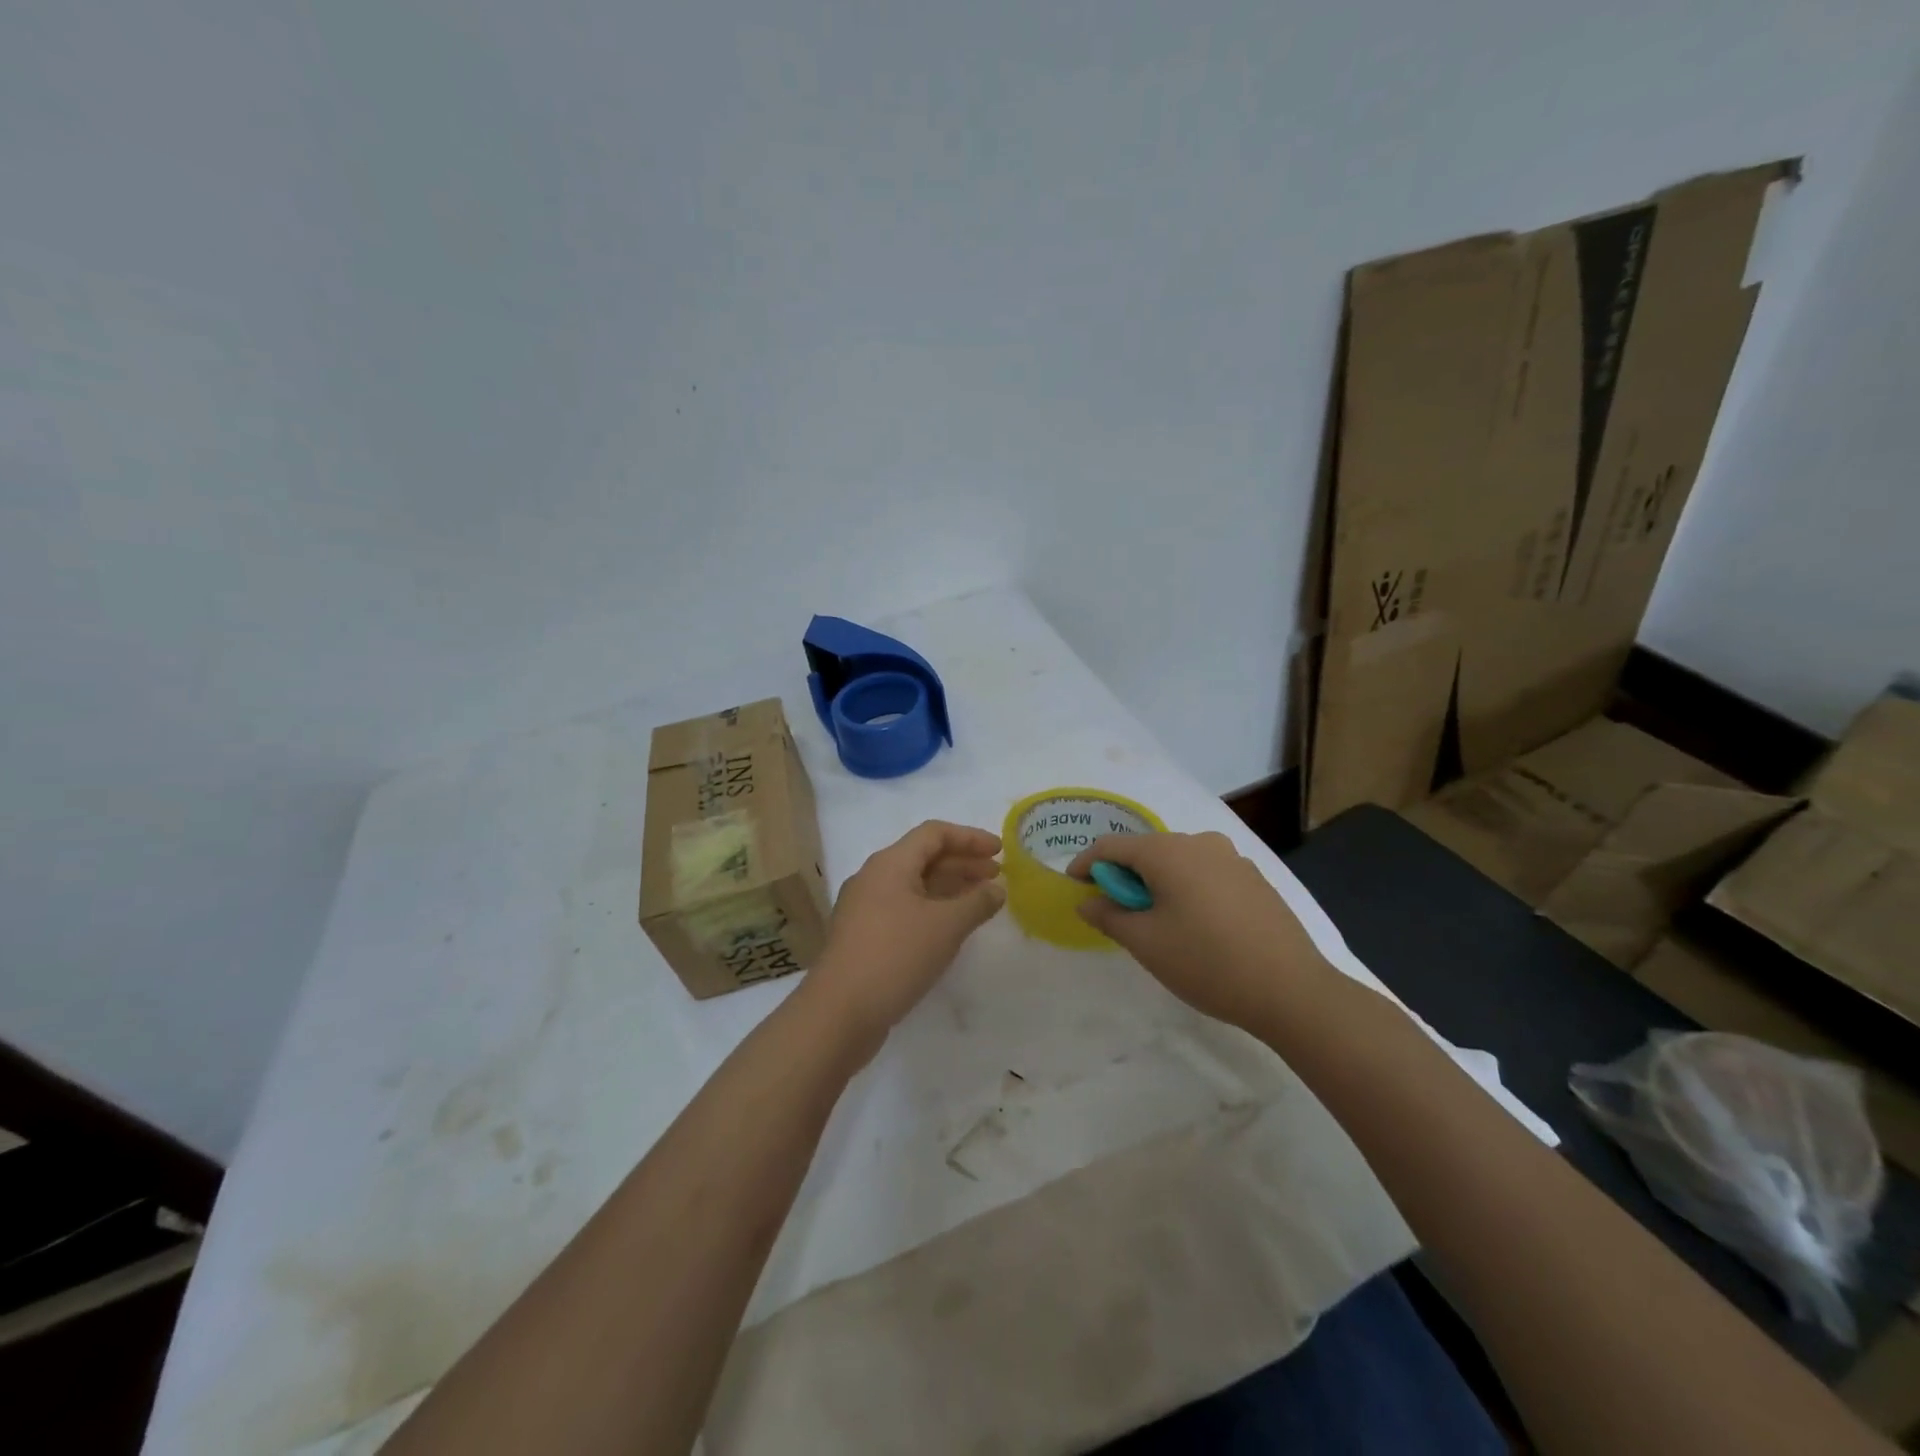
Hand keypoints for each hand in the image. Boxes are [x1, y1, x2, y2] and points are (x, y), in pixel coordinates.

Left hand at [804, 821, 1005, 1048]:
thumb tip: (996, 889)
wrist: (838, 1013)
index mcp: (890, 863)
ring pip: (914, 885)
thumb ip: (977, 902)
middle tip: (997, 876)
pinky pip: (904, 909)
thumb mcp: (946, 926)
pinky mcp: (863, 936)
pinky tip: (951, 928)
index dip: (970, 838)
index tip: (1001, 851)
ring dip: (949, 888)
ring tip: (981, 901)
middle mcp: (874, 878)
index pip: (934, 833)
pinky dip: (933, 910)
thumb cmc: (895, 956)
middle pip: (923, 857)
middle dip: (963, 863)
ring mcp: (865, 908)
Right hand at [1066, 831, 1332, 1032]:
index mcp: (1167, 852)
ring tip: (1155, 920)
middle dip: (1124, 876)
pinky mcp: (1254, 878)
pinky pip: (1205, 873)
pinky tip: (1195, 924)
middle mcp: (1200, 842)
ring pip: (1178, 861)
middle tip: (1115, 911)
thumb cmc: (1206, 962)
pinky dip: (1187, 888)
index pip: (1111, 846)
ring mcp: (1232, 858)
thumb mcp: (1146, 943)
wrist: (1291, 989)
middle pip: (1147, 850)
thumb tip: (1088, 901)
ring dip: (1157, 883)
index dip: (1086, 864)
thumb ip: (1109, 916)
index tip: (1074, 887)